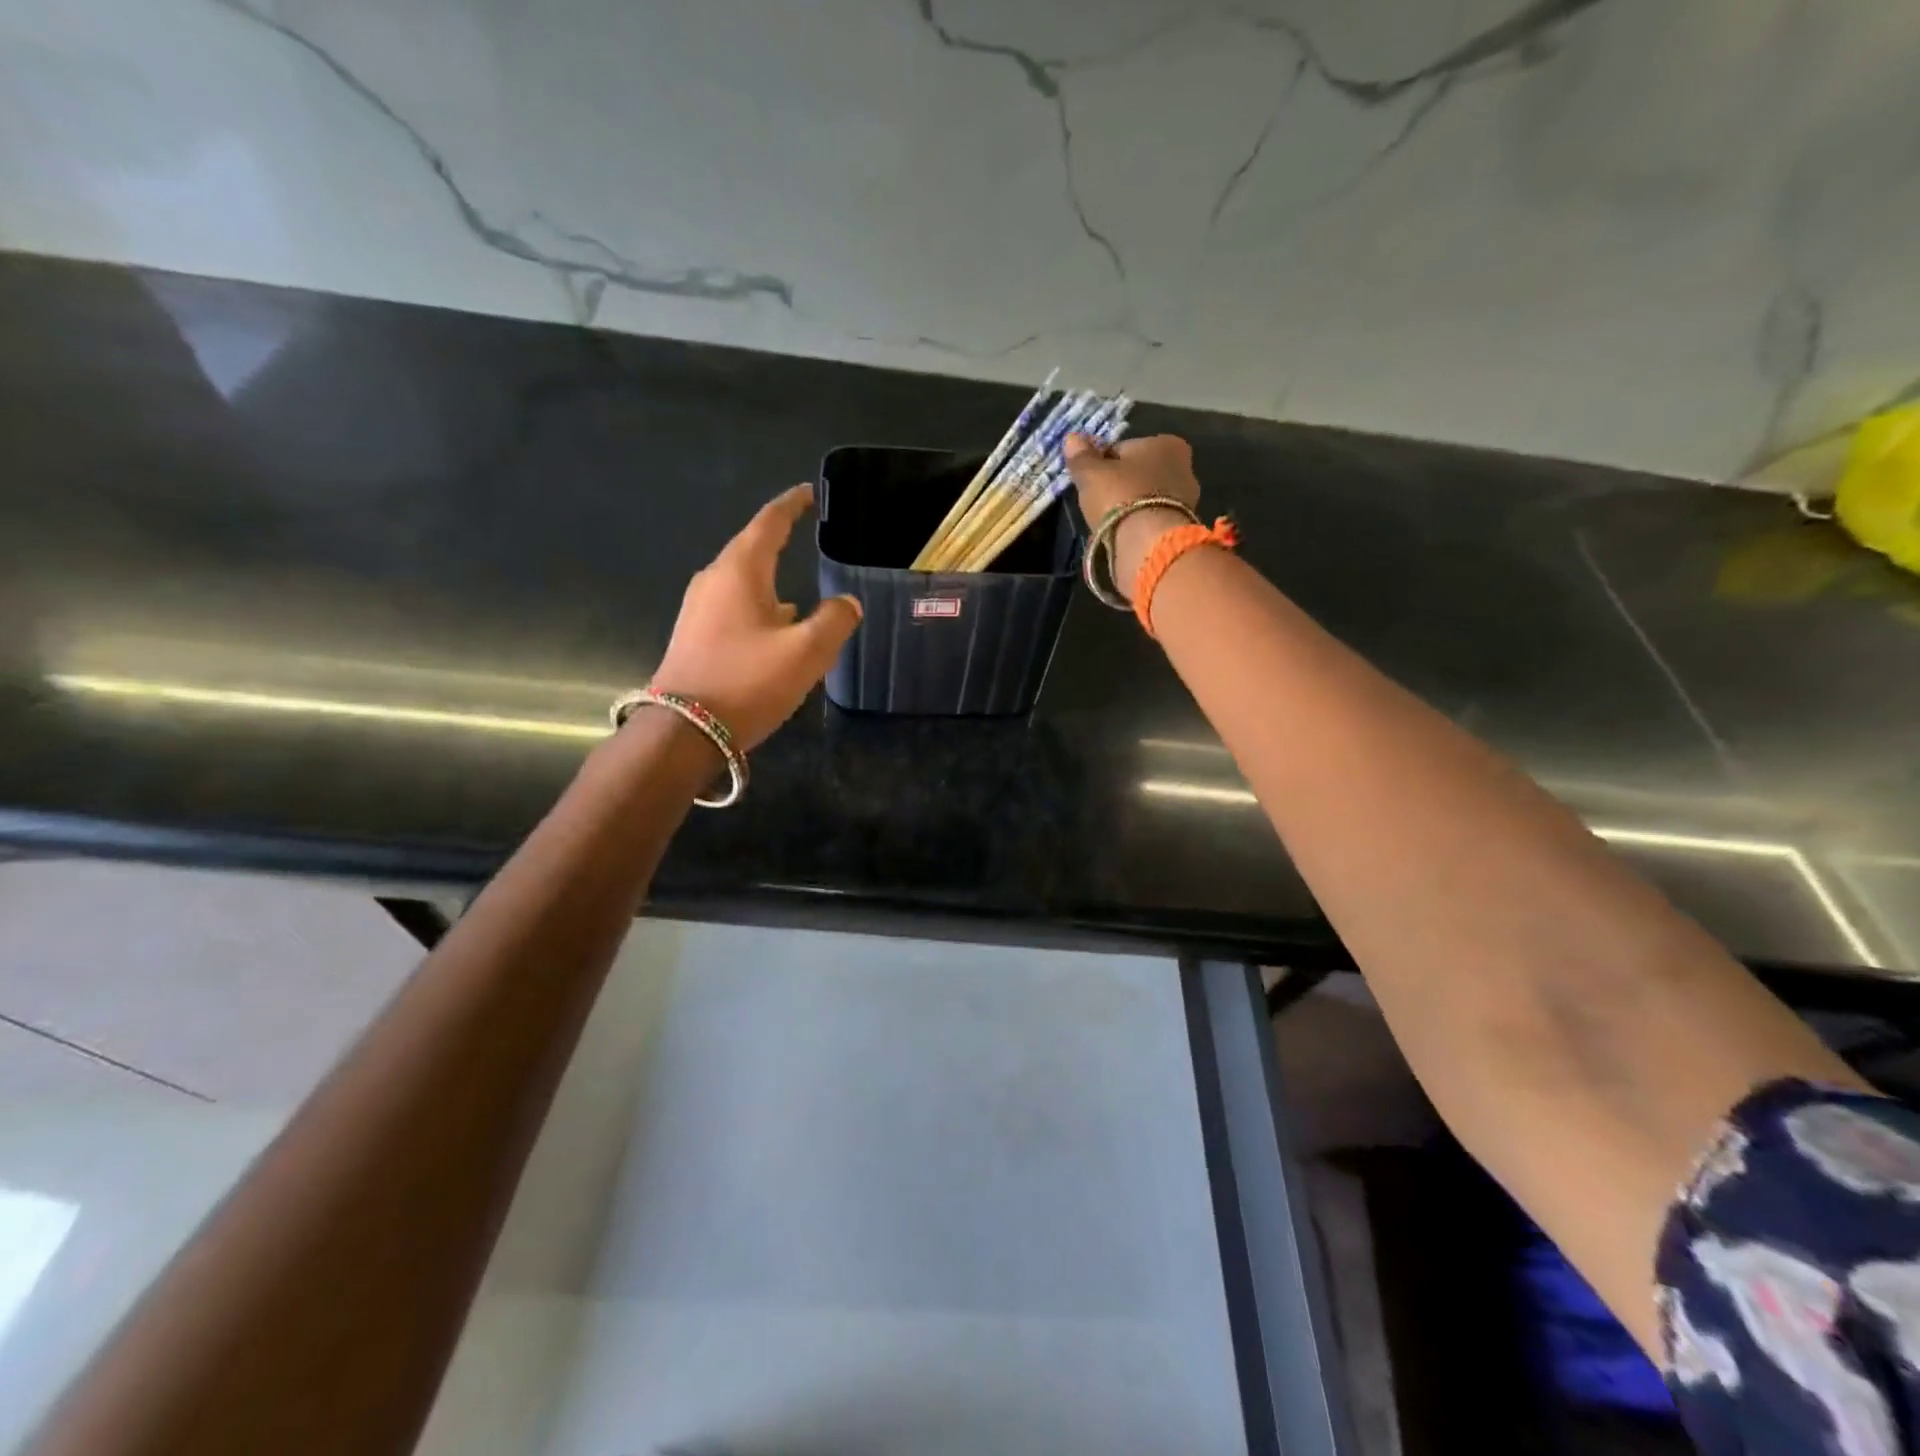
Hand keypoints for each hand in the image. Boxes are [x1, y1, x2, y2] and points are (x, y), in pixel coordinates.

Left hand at [649, 485, 861, 749]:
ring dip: (770, 581)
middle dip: (778, 541)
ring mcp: (698, 610)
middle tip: (805, 535)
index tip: (807, 493)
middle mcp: (714, 581)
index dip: (791, 506)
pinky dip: (758, 608)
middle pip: (750, 549)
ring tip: (799, 594)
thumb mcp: (806, 653)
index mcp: (740, 572)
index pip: (768, 523)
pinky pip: (733, 608)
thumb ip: (835, 621)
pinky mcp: (694, 637)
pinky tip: (774, 630)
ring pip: (742, 583)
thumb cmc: (747, 683)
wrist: (684, 732)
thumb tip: (847, 602)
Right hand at [1064, 433, 1201, 597]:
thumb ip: (1081, 456)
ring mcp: (1187, 499)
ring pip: (1146, 497)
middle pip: (1139, 473)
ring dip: (1130, 506)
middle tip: (1099, 502)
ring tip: (1110, 522)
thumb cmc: (1121, 497)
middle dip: (1121, 484)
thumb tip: (1072, 438)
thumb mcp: (1092, 474)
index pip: (1124, 449)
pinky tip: (1124, 534)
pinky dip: (1138, 524)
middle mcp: (1184, 466)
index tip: (1091, 480)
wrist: (1148, 544)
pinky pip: (1151, 518)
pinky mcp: (1182, 527)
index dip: (1104, 464)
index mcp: (1166, 443)